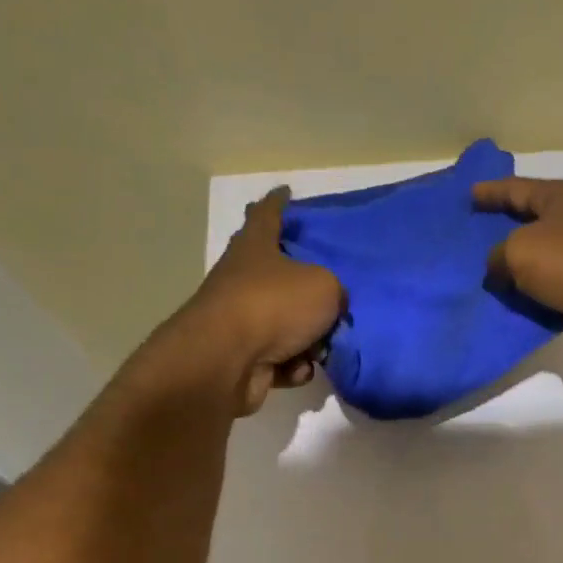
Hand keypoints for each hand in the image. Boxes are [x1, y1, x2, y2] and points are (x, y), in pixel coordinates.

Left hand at [184, 187, 343, 413]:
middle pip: (279, 274)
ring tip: (319, 347)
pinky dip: (293, 365)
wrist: (227, 361)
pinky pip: (280, 358)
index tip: (286, 192)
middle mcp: (243, 278)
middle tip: (331, 296)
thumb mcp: (325, 287)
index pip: (267, 214)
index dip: (279, 203)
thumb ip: (336, 290)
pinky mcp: (241, 357)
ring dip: (307, 338)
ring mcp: (240, 319)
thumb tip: (332, 305)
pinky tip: (297, 369)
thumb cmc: (274, 306)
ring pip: (285, 323)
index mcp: (256, 247)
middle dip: (305, 286)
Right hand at [473, 177, 562, 354]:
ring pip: (545, 263)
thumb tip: (497, 270)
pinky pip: (557, 293)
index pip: (517, 189)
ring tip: (488, 283)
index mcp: (561, 197)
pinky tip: (516, 310)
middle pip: (533, 224)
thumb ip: (498, 257)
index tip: (468, 196)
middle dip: (504, 233)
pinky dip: (539, 300)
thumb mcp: (520, 250)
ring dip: (521, 274)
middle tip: (472, 244)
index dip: (491, 192)